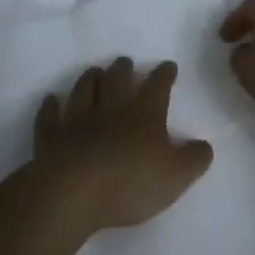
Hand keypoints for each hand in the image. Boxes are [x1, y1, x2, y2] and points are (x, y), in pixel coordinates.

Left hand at [33, 58, 212, 231]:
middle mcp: (111, 108)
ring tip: (94, 71)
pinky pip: (50, 115)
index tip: (168, 65)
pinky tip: (52, 100)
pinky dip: (51, 106)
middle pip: (117, 79)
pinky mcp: (52, 135)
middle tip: (125, 62)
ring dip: (90, 78)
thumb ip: (194, 159)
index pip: (157, 86)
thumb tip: (204, 145)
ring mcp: (78, 119)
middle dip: (123, 68)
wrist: (73, 192)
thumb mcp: (176, 176)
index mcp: (144, 115)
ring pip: (85, 89)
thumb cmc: (130, 183)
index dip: (164, 74)